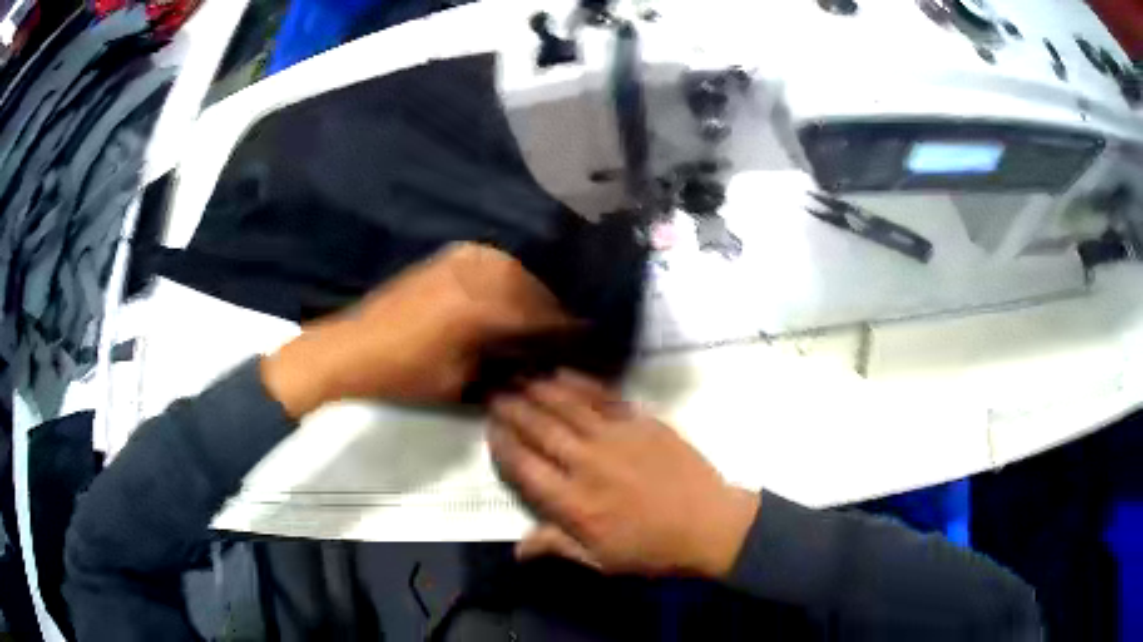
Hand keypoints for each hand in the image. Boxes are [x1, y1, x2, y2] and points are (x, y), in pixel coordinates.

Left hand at [262, 243, 571, 416]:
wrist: (353, 348)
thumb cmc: (406, 373)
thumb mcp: (460, 379)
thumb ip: (502, 363)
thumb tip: (532, 357)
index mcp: (481, 307)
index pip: (538, 313)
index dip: (564, 327)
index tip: (587, 335)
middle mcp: (475, 273)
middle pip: (530, 286)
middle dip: (549, 307)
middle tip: (563, 328)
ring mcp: (458, 261)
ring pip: (511, 269)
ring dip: (528, 290)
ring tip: (536, 313)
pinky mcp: (444, 258)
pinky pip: (489, 261)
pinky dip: (505, 276)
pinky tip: (506, 294)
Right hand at [489, 372, 759, 578]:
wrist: (709, 525)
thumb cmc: (653, 549)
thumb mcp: (602, 560)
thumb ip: (557, 547)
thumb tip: (517, 549)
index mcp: (574, 504)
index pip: (525, 468)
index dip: (503, 445)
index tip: (490, 428)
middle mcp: (588, 464)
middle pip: (539, 430)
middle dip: (512, 409)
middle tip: (494, 392)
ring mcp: (616, 438)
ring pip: (567, 407)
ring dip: (538, 389)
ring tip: (518, 375)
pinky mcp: (642, 422)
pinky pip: (604, 397)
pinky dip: (580, 383)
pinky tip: (563, 373)